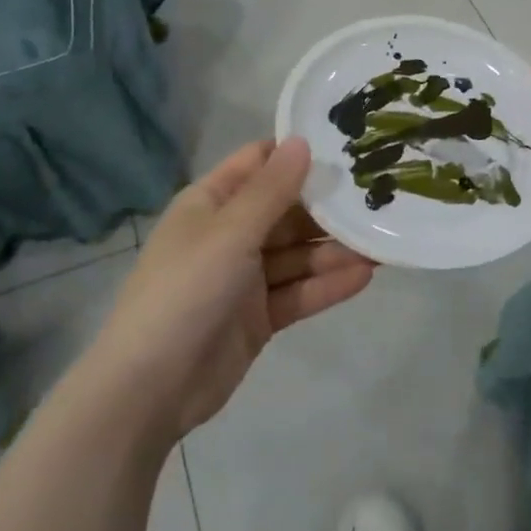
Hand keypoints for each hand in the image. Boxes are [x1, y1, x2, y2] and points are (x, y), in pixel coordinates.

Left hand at [84, 138, 375, 443]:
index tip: (346, 144)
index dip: (297, 153)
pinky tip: (365, 276)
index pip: (258, 164)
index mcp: (211, 204)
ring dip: (334, 249)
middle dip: (327, 206)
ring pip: (297, 255)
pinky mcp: (259, 316)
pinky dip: (327, 285)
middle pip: (286, 211)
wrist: (149, 389)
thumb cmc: (185, 291)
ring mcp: (244, 278)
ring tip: (381, 242)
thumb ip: (272, 190)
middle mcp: (229, 234)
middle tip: (379, 196)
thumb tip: (302, 140)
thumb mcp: (230, 233)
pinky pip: (298, 292)